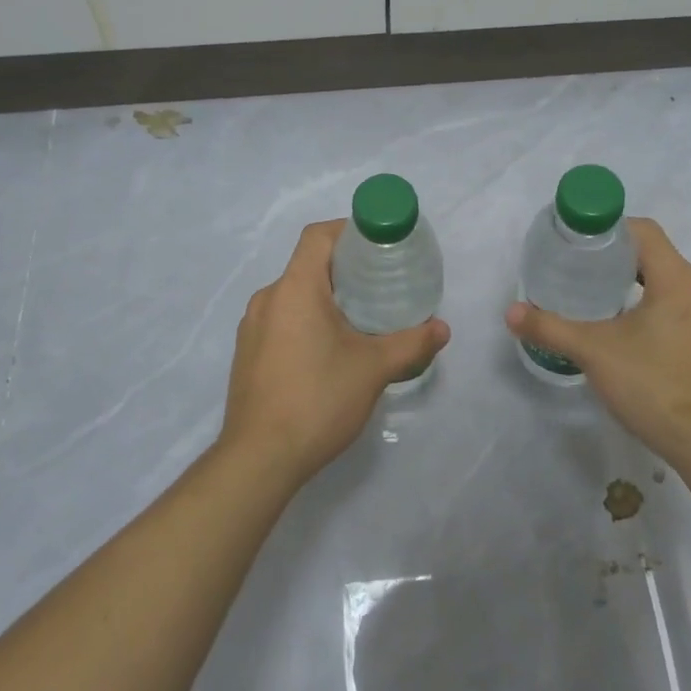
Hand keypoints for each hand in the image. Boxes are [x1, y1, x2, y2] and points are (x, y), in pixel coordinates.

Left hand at [219, 220, 450, 489]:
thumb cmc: (318, 400)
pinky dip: (306, 321)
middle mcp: (267, 298)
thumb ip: (411, 343)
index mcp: (294, 288)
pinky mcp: (247, 354)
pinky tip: (329, 351)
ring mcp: (252, 328)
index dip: (349, 230)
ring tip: (360, 319)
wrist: (259, 459)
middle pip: (308, 265)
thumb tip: (442, 328)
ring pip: (294, 295)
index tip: (378, 245)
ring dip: (325, 297)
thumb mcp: (373, 369)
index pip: (318, 236)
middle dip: (345, 269)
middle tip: (381, 284)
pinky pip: (281, 320)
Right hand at [505, 217, 690, 467]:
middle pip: (656, 258)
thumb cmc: (655, 386)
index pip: (644, 231)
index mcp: (678, 281)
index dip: (610, 229)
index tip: (580, 244)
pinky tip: (633, 342)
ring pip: (670, 289)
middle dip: (617, 261)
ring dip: (637, 289)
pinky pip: (683, 316)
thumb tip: (511, 312)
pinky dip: (656, 315)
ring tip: (601, 307)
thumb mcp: (594, 353)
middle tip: (581, 274)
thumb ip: (550, 328)